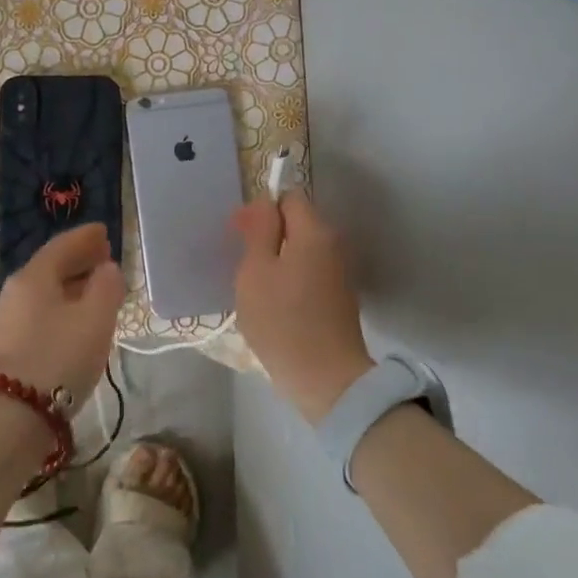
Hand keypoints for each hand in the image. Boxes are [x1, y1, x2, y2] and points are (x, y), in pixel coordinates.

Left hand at [0, 223, 125, 409]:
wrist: (11, 416)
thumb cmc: (58, 358)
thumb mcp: (95, 319)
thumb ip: (107, 287)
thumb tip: (107, 269)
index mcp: (34, 277)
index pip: (61, 245)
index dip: (85, 237)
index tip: (104, 231)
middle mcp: (15, 293)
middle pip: (50, 268)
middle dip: (78, 261)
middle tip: (103, 257)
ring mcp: (7, 322)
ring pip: (44, 294)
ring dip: (70, 287)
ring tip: (95, 291)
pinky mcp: (7, 350)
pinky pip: (40, 316)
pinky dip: (61, 310)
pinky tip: (74, 324)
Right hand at [233, 193, 374, 423]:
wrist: (325, 378)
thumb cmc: (281, 320)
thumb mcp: (256, 271)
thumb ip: (260, 230)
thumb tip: (264, 202)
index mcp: (314, 232)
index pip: (288, 198)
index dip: (261, 210)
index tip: (239, 235)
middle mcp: (333, 246)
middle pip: (296, 225)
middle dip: (267, 238)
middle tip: (241, 266)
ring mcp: (338, 274)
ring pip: (299, 252)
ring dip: (275, 262)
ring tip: (253, 290)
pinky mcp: (337, 299)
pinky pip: (307, 275)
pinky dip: (288, 282)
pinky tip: (272, 306)